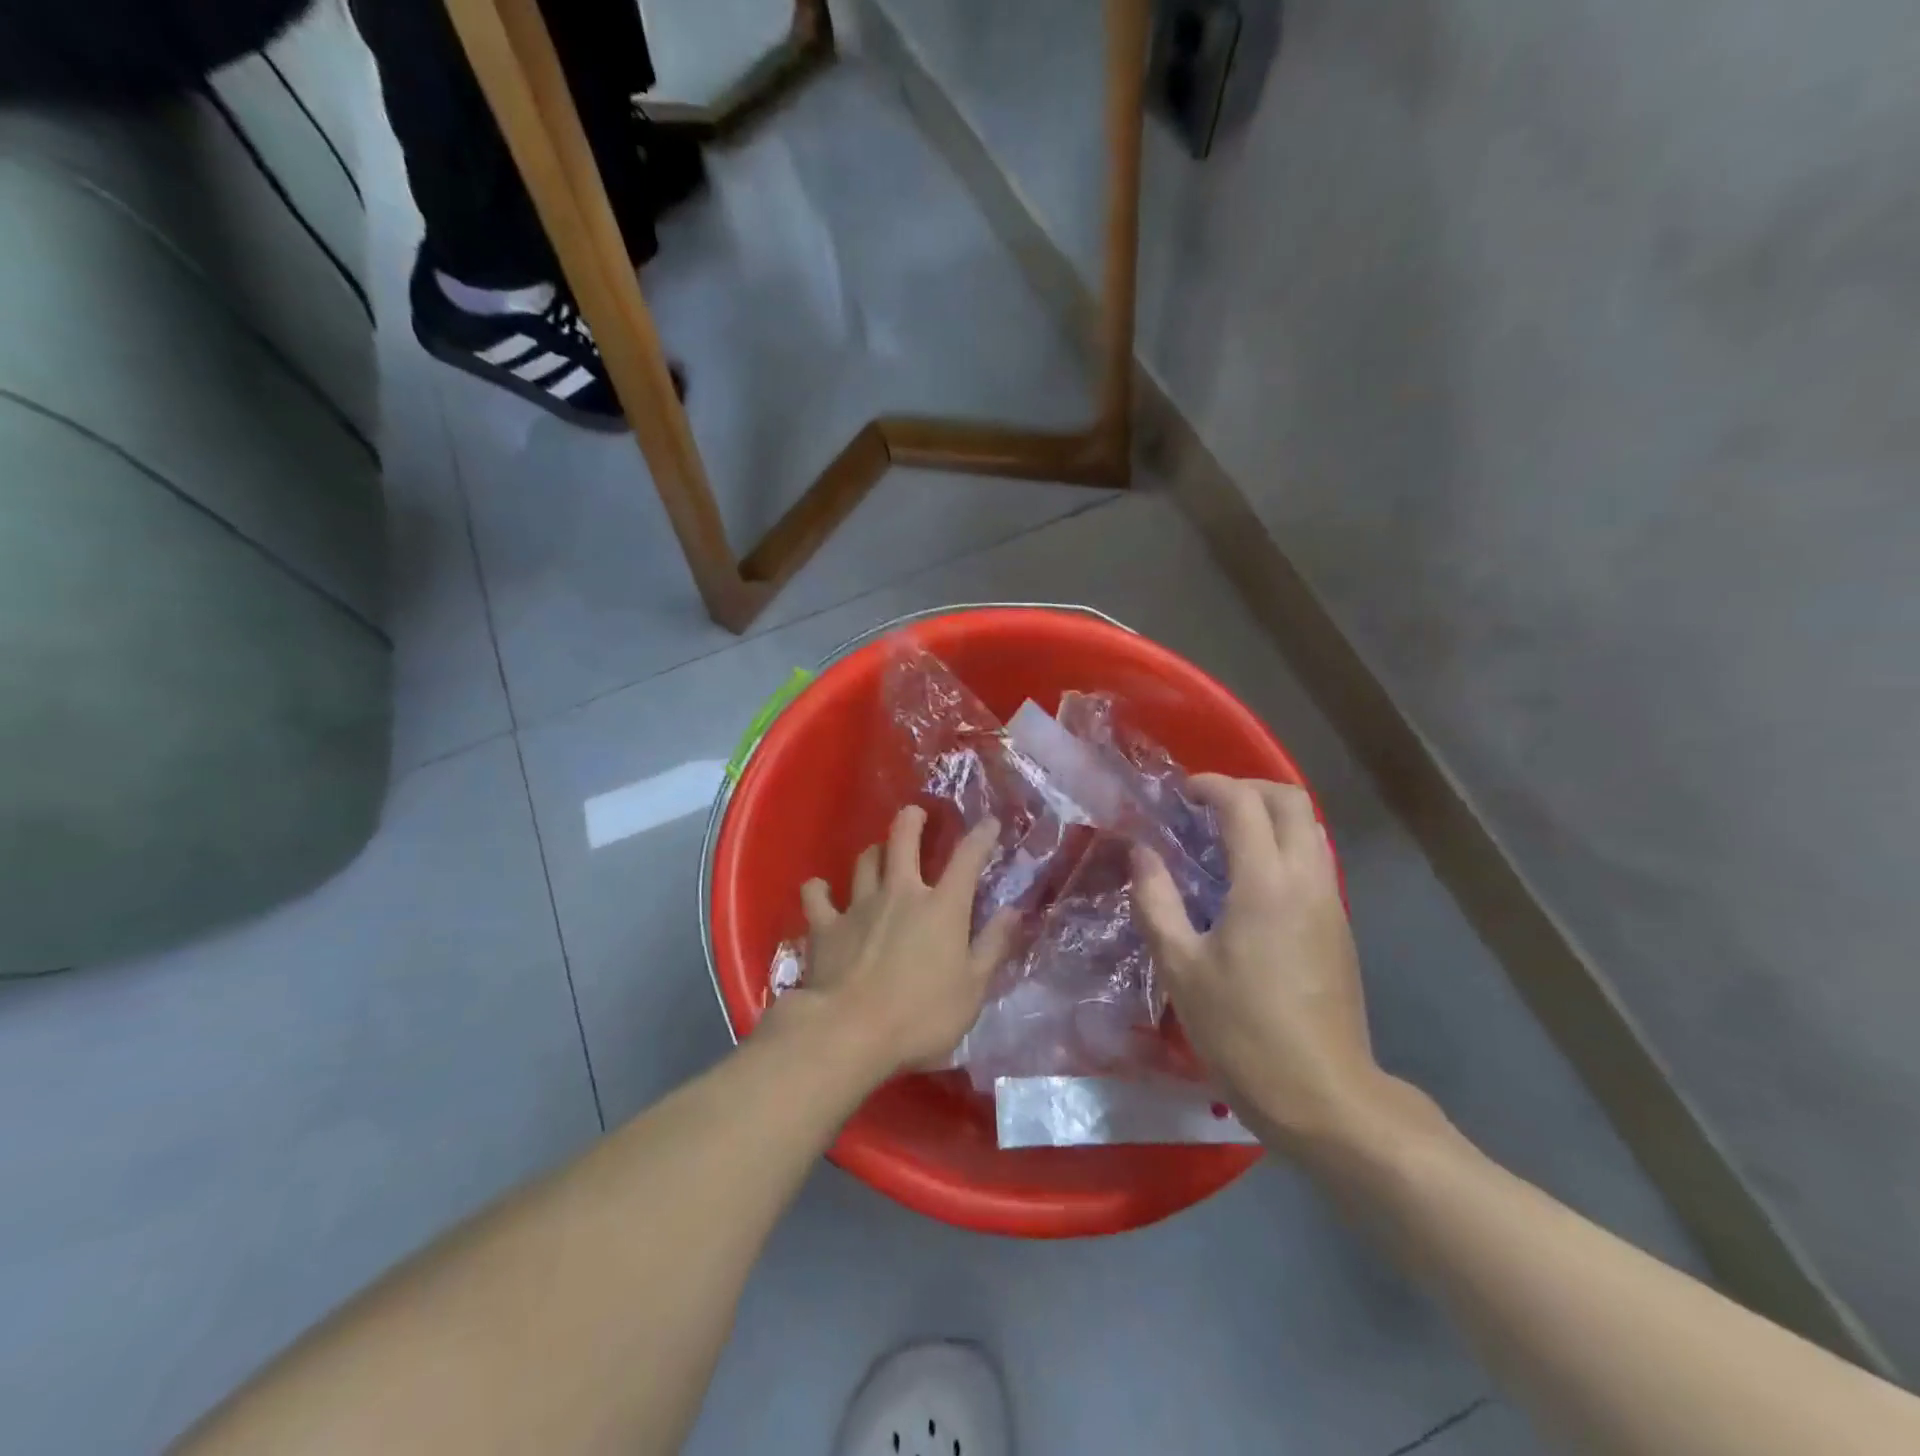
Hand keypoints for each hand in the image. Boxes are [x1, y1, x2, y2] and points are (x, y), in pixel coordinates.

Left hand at [788, 806, 1015, 1079]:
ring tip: (878, 853)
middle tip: (916, 813)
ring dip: (873, 852)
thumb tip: (1014, 911)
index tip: (990, 823)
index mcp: (942, 907)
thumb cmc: (920, 1016)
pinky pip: (816, 895)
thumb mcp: (972, 989)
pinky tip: (820, 891)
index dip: (981, 836)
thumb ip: (993, 946)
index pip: (967, 859)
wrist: (849, 1032)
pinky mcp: (825, 925)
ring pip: (864, 861)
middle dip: (912, 820)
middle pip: (903, 839)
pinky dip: (818, 890)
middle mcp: (900, 893)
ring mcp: (858, 905)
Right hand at [1132, 775, 1387, 1151]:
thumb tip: (1142, 852)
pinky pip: (1313, 860)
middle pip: (1292, 801)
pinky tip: (1248, 881)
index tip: (1181, 792)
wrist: (1323, 1096)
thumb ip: (1156, 900)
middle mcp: (1307, 879)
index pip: (1245, 804)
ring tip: (1224, 838)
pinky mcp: (1338, 927)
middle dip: (1249, 788)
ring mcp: (1330, 902)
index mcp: (1266, 883)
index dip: (1212, 786)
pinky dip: (1282, 846)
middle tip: (1207, 805)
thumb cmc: (1241, 1030)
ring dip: (1269, 816)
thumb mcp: (1181, 967)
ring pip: (1310, 829)